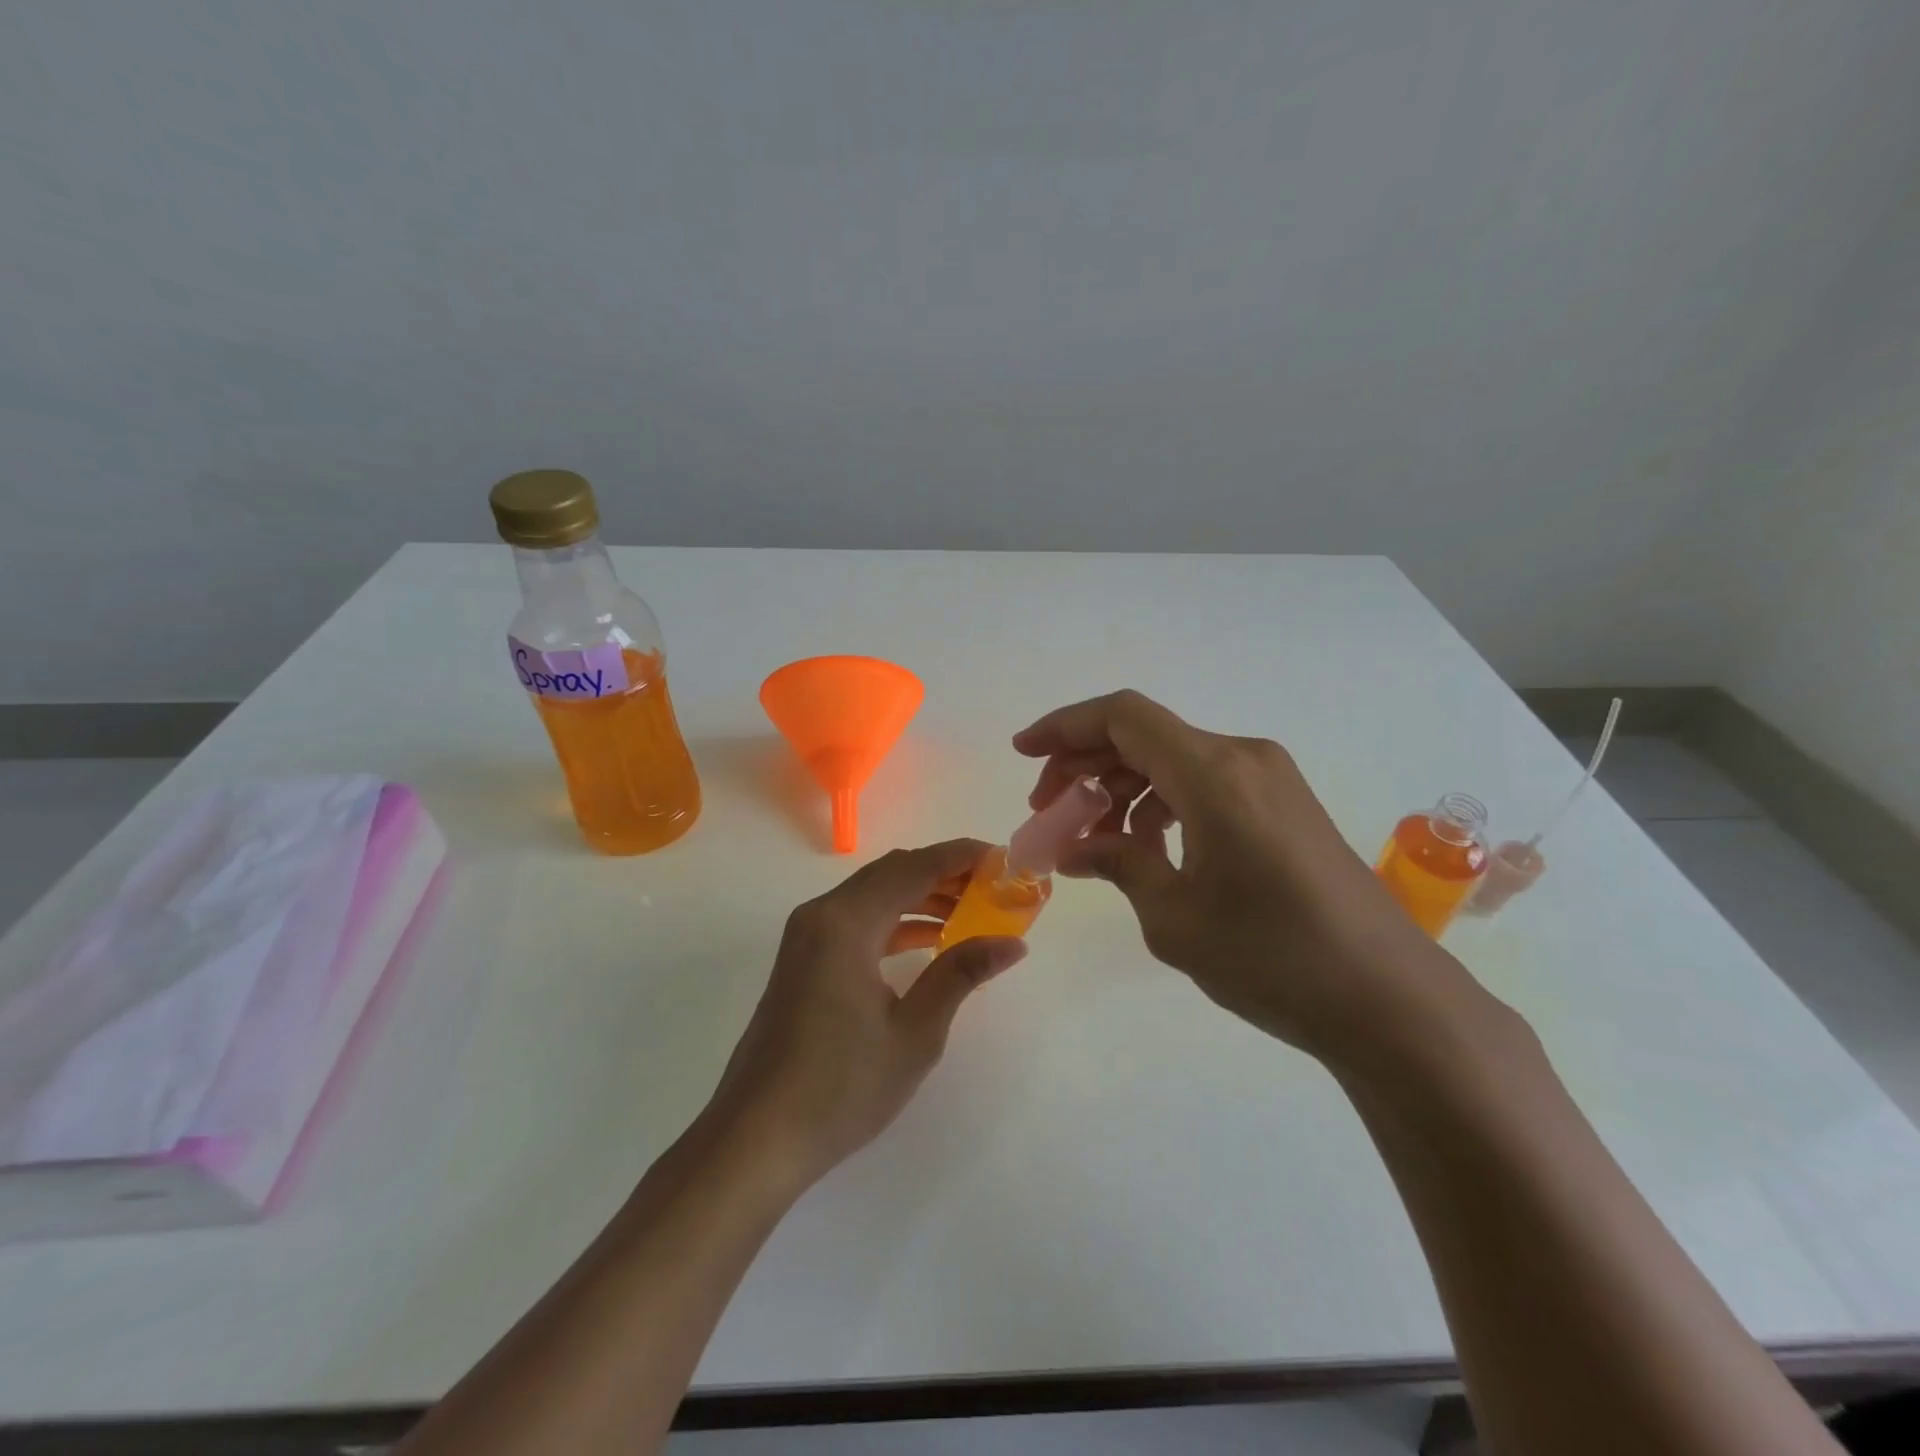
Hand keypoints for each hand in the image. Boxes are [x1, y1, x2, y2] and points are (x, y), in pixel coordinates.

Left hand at [701, 840, 1026, 1188]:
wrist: (756, 1138)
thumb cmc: (840, 1086)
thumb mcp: (914, 1032)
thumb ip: (961, 974)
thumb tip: (1012, 944)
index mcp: (846, 922)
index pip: (914, 868)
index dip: (961, 857)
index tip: (1004, 859)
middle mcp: (822, 914)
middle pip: (892, 873)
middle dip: (945, 874)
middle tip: (994, 887)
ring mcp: (807, 936)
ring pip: (874, 895)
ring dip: (921, 897)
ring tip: (972, 913)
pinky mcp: (803, 959)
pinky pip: (858, 921)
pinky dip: (896, 921)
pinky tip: (930, 940)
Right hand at [1014, 690, 1455, 1062]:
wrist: (1390, 1001)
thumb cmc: (1272, 957)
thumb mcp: (1173, 916)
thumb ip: (1118, 864)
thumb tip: (1073, 849)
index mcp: (1212, 772)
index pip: (1121, 717)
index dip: (1063, 726)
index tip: (1022, 754)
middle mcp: (1242, 758)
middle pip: (1143, 735)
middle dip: (1085, 765)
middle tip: (1048, 812)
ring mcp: (1269, 779)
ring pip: (1173, 759)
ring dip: (1122, 787)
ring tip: (1091, 839)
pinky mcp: (1284, 805)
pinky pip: (1204, 783)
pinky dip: (1161, 803)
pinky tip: (1145, 847)